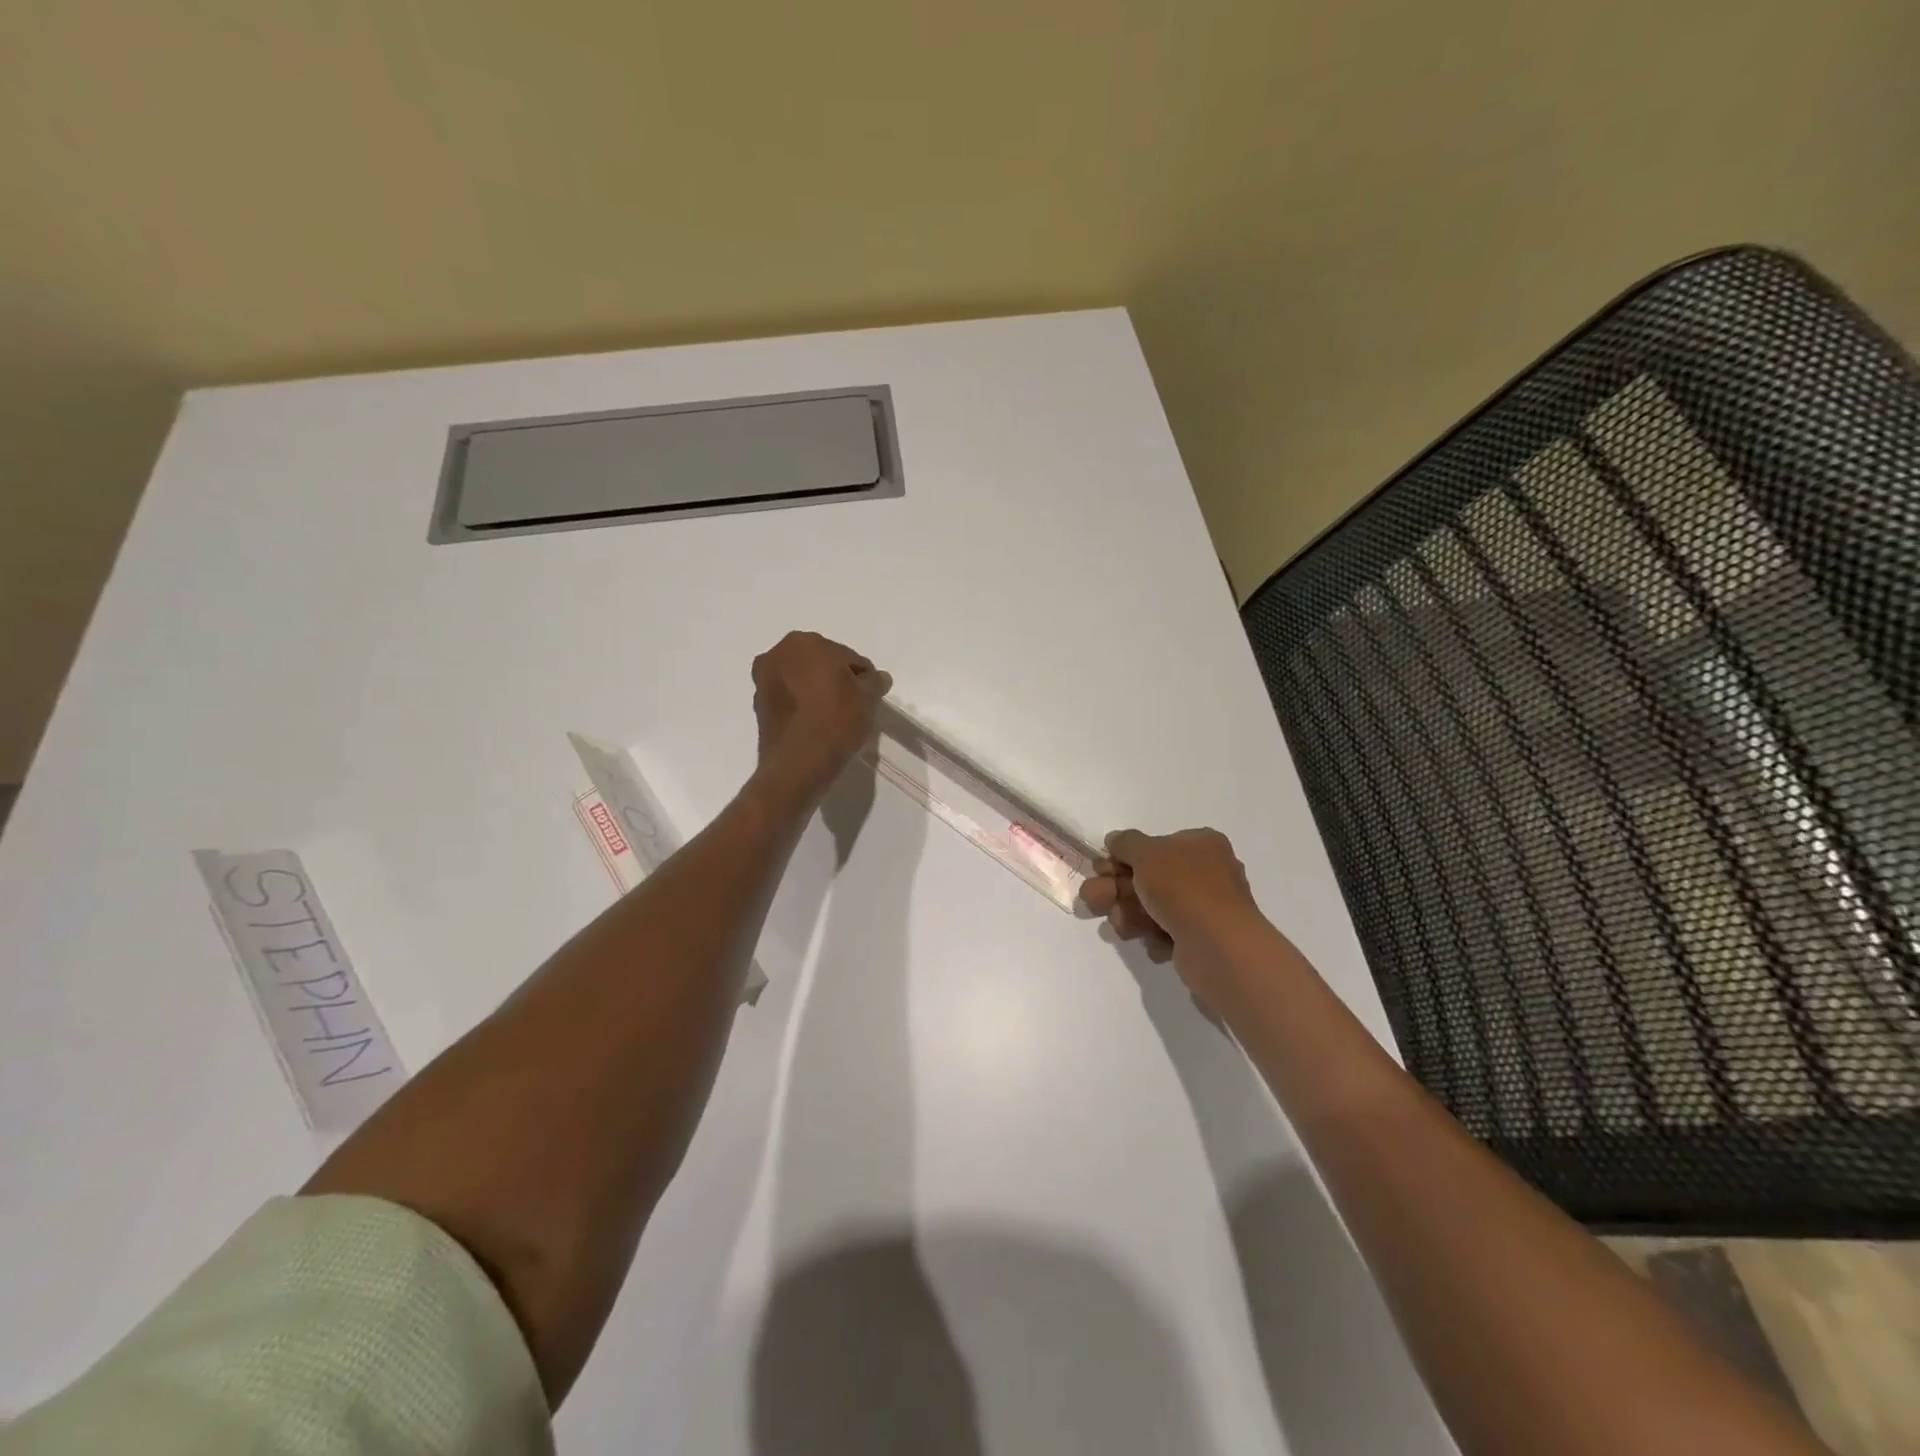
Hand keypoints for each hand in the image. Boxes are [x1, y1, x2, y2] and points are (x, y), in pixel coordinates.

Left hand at [751, 631, 890, 804]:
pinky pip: (789, 699)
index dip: (861, 677)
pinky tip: (814, 725)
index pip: (846, 656)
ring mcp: (764, 680)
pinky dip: (801, 707)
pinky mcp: (758, 706)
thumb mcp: (867, 699)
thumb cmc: (835, 722)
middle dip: (835, 680)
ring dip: (815, 692)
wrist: (797, 764)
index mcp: (806, 643)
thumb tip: (877, 677)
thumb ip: (874, 681)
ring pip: (801, 681)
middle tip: (852, 706)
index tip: (868, 697)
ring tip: (832, 718)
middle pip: (820, 664)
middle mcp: (778, 653)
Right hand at [1080, 827, 1271, 1010]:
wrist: (1217, 945)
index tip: (1100, 870)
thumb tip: (1115, 839)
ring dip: (1130, 914)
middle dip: (1117, 890)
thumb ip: (1126, 842)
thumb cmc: (1182, 887)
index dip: (1123, 858)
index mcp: (1201, 844)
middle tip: (1094, 900)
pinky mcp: (1202, 939)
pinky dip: (1154, 936)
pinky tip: (1153, 941)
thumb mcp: (1146, 852)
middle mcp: (1207, 872)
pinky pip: (1167, 932)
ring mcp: (1206, 907)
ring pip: (1154, 907)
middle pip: (1149, 878)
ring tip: (1121, 925)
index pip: (1155, 846)